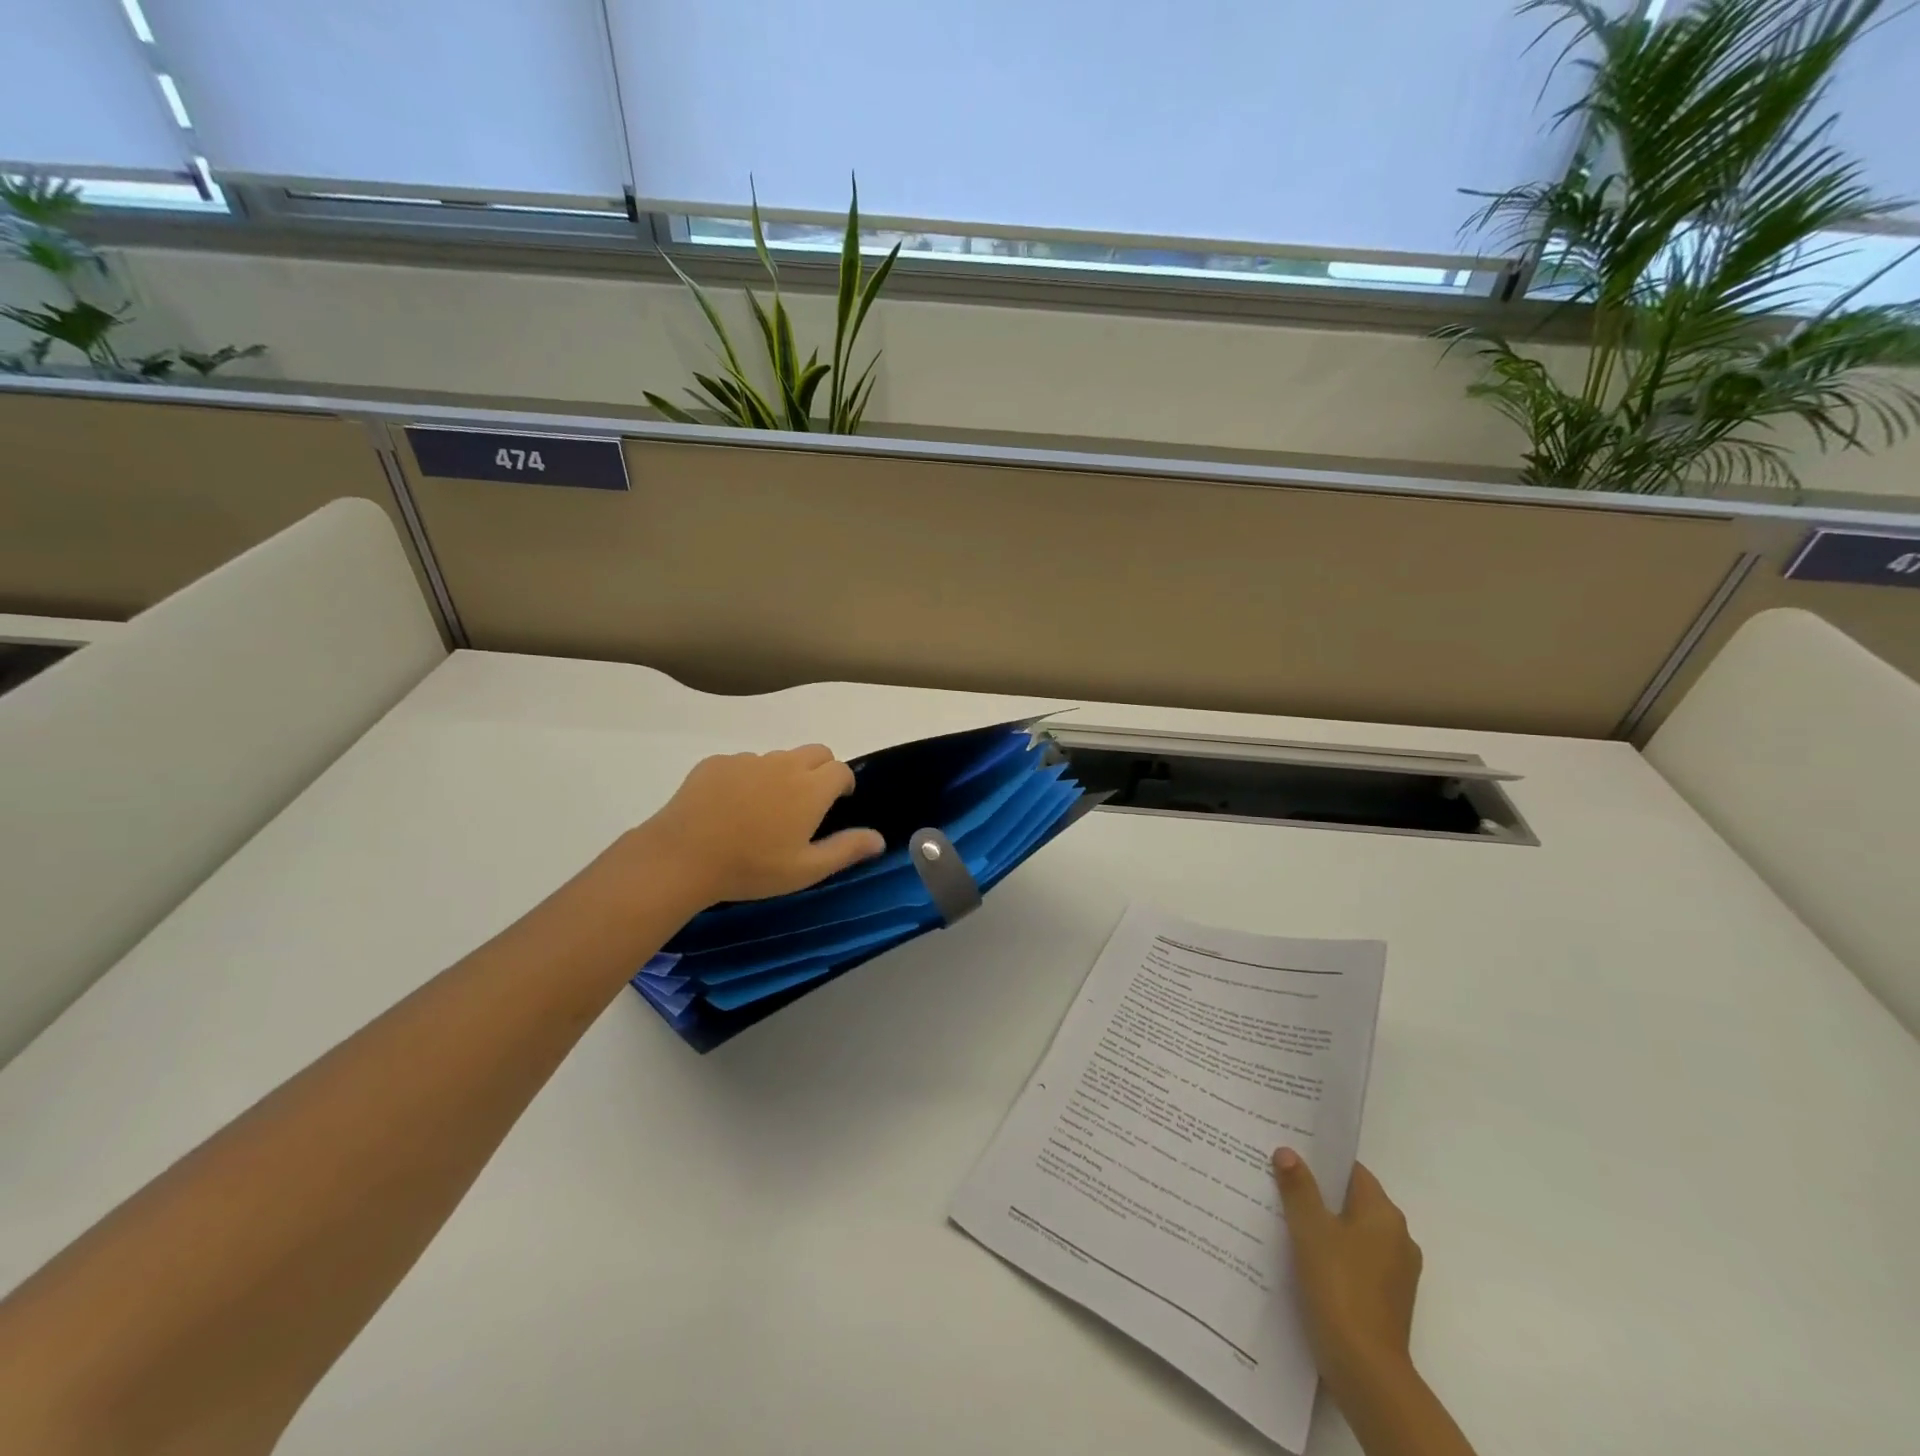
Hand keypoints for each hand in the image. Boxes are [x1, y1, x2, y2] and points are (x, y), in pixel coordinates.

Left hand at [636, 745, 884, 907]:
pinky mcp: (716, 763)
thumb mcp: (806, 869)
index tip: (837, 803)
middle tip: (808, 802)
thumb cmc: (752, 867)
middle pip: (815, 752)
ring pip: (778, 758)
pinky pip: (743, 763)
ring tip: (765, 809)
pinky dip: (748, 778)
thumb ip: (846, 849)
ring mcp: (748, 760)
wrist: (683, 856)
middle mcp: (784, 764)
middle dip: (820, 770)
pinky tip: (731, 807)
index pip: (841, 770)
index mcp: (811, 788)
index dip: (844, 784)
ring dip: (782, 774)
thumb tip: (880, 838)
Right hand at [1272, 1149, 1421, 1401]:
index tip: (1288, 1154)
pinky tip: (1301, 1258)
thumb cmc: (1339, 1286)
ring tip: (1281, 1217)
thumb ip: (1299, 1187)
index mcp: (1385, 1214)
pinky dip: (1331, 1254)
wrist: (1365, 1370)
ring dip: (1322, 1225)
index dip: (1320, 1161)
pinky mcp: (1386, 1300)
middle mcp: (1398, 1239)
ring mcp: (1395, 1273)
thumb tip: (1288, 1152)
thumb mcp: (1310, 1229)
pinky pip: (1354, 1262)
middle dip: (1316, 1193)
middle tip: (1277, 1182)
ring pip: (1352, 1233)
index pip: (1351, 1172)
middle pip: (1351, 1201)